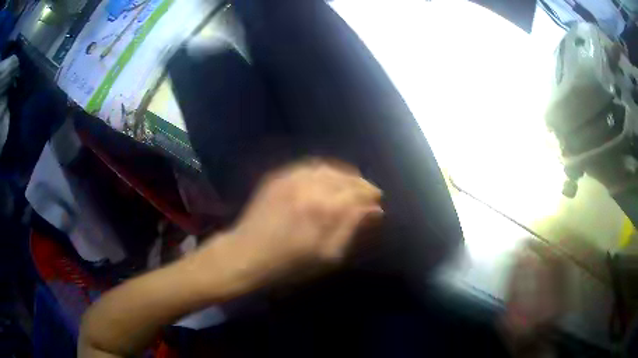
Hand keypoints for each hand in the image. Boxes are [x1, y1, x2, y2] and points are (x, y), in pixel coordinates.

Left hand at [190, 159, 382, 297]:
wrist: (246, 254)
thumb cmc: (289, 263)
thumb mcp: (327, 255)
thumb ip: (352, 228)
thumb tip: (374, 210)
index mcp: (325, 208)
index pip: (359, 192)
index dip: (371, 195)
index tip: (377, 201)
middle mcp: (310, 186)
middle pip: (346, 176)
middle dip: (360, 184)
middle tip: (367, 193)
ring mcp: (291, 177)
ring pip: (328, 168)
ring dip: (344, 175)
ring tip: (350, 186)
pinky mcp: (278, 176)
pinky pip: (308, 166)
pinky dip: (323, 171)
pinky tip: (326, 180)